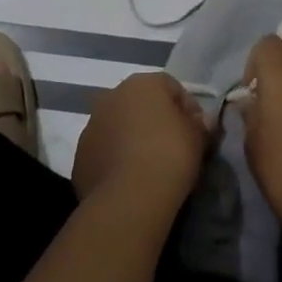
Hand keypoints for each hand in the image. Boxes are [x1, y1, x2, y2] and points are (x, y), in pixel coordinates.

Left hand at [72, 71, 207, 214]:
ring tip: (149, 166)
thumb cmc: (169, 156)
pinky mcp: (80, 154)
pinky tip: (129, 179)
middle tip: (173, 147)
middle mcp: (113, 95)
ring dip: (132, 138)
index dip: (187, 108)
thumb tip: (201, 121)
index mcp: (143, 83)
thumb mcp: (197, 138)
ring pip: (119, 125)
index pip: (171, 86)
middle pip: (141, 103)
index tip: (197, 132)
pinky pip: (104, 150)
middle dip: (156, 120)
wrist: (128, 198)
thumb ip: (200, 124)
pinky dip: (116, 158)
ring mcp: (92, 123)